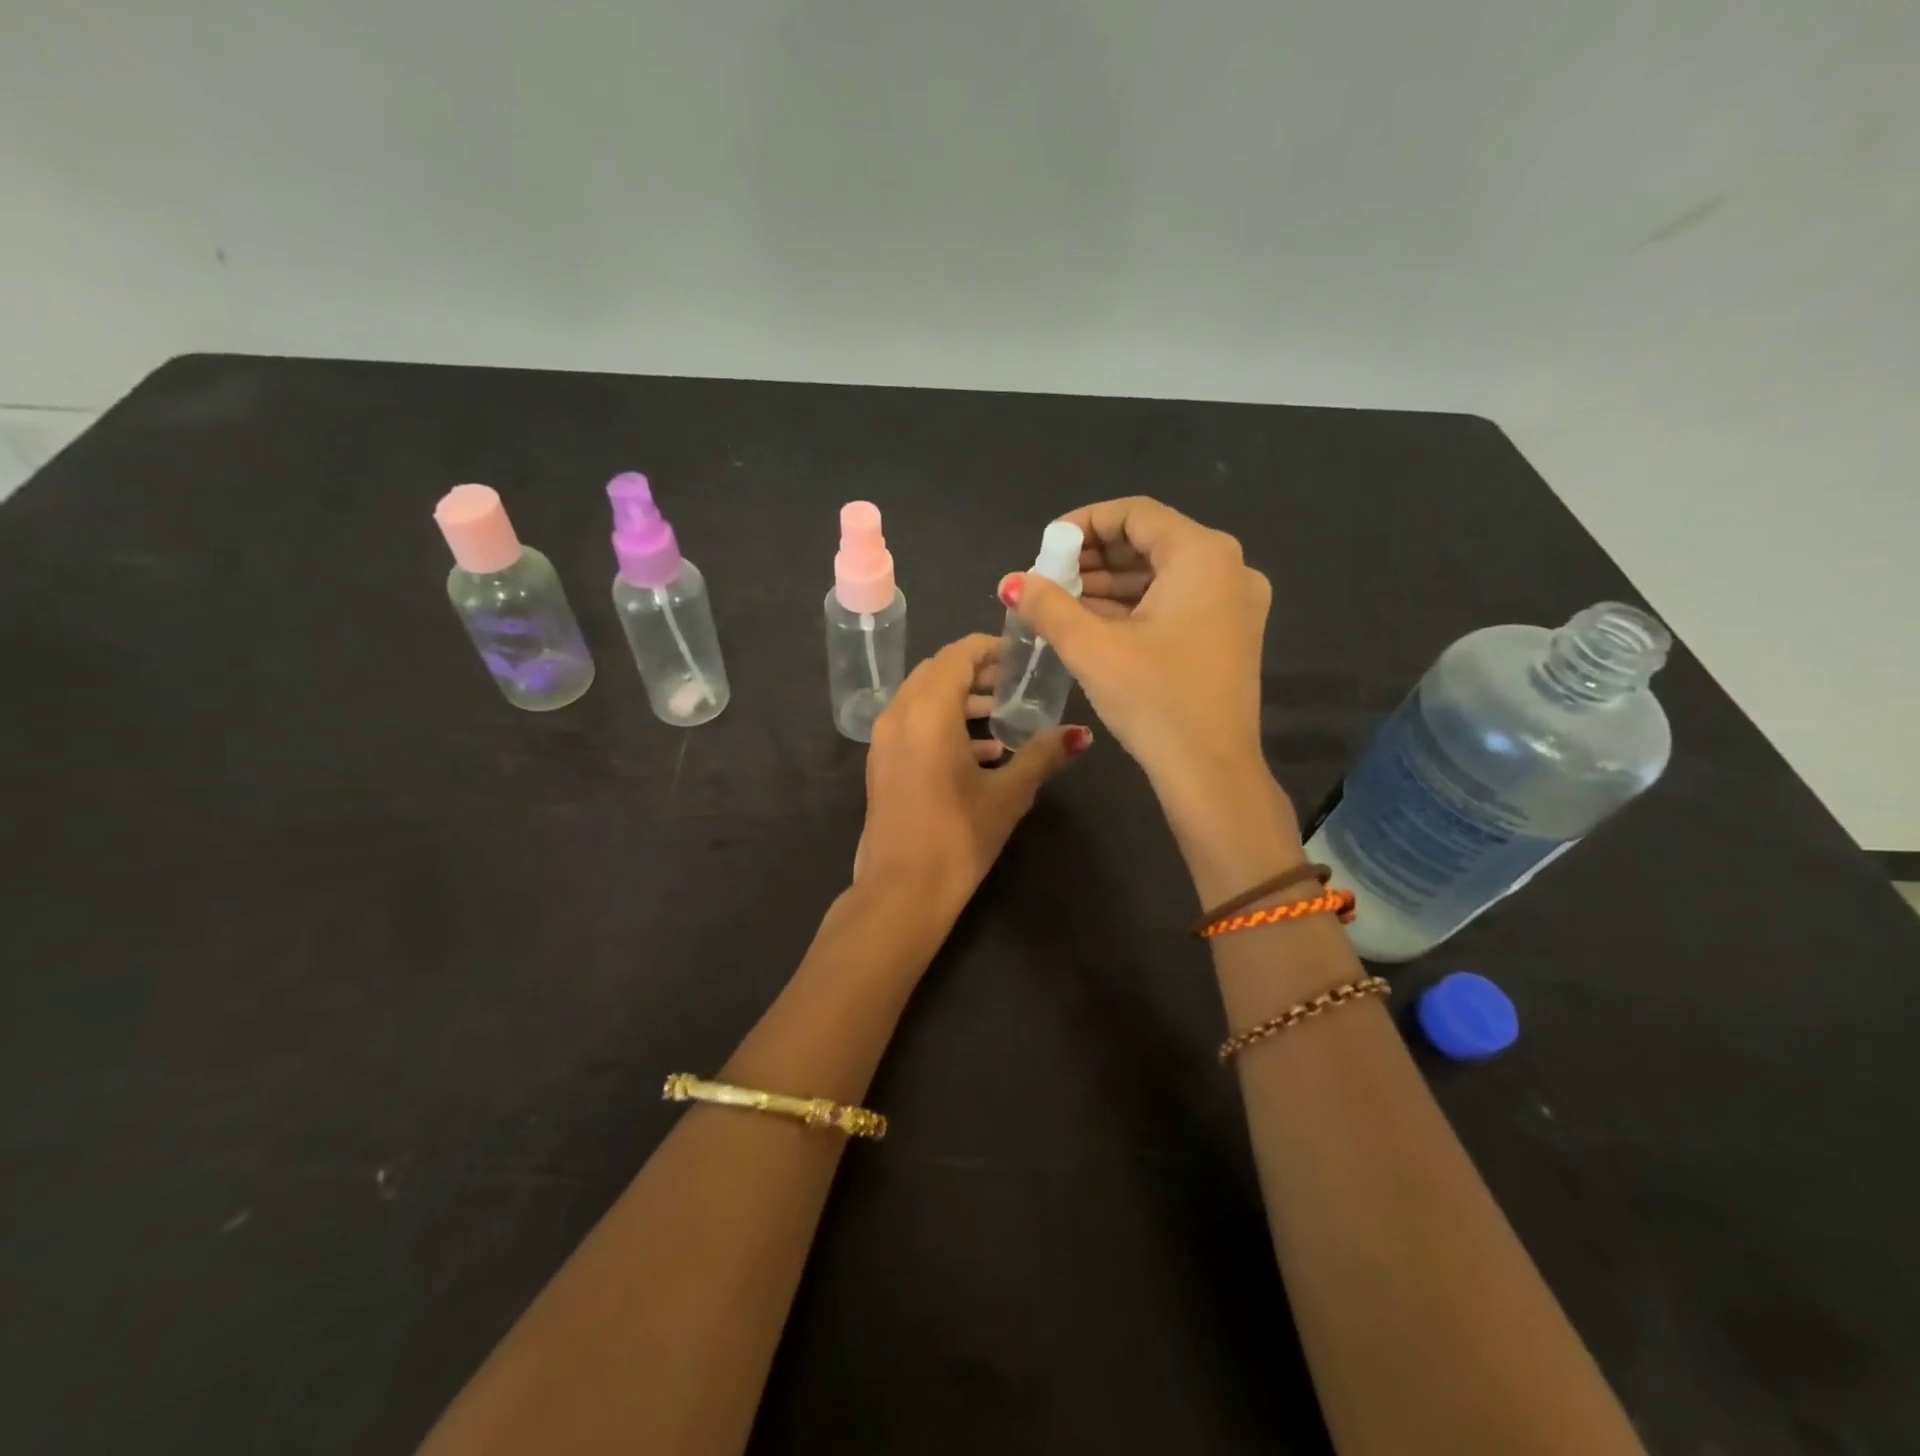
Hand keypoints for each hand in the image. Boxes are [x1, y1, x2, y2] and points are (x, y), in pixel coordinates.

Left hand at [854, 634, 1091, 911]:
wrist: (902, 891)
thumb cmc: (958, 837)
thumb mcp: (1009, 794)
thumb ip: (1043, 755)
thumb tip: (1080, 734)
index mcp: (928, 711)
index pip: (957, 655)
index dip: (989, 648)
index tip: (1020, 655)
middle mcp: (899, 714)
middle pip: (936, 671)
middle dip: (975, 671)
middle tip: (1013, 681)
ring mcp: (884, 740)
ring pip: (922, 698)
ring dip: (959, 699)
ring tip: (1001, 715)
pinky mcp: (881, 763)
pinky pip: (912, 724)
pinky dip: (942, 724)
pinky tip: (981, 752)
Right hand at [997, 499, 1297, 898]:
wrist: (1211, 773)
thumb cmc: (1155, 701)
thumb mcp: (1092, 648)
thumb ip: (1048, 606)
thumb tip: (1011, 582)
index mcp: (1203, 556)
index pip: (1135, 514)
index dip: (1083, 523)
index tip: (1045, 547)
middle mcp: (1229, 568)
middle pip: (1150, 542)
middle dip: (1094, 557)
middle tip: (1049, 578)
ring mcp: (1235, 604)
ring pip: (1162, 575)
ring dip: (1111, 585)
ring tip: (1062, 602)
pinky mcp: (1230, 634)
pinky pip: (1176, 602)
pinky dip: (1135, 607)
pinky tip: (1094, 624)